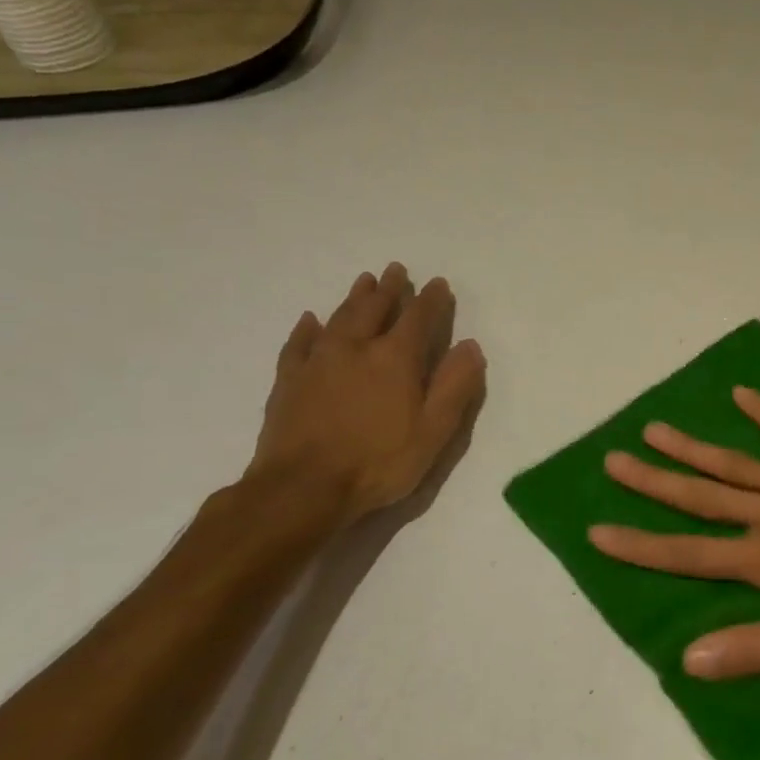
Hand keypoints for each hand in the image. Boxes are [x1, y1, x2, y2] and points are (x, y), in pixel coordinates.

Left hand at [247, 263, 485, 526]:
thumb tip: (470, 346)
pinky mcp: (289, 381)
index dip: (431, 299)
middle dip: (389, 289)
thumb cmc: (378, 462)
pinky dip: (308, 328)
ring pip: (339, 318)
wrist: (301, 489)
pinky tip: (311, 320)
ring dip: (354, 297)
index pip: (418, 318)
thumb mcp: (434, 431)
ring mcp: (318, 362)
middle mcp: (356, 349)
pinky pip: (299, 343)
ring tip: (364, 280)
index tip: (438, 283)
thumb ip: (455, 386)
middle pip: (375, 309)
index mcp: (395, 359)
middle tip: (396, 270)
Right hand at [589, 388, 759, 678]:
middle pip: (703, 497)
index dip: (641, 545)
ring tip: (655, 427)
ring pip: (737, 463)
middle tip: (613, 460)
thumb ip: (759, 647)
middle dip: (654, 481)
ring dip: (694, 447)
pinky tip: (742, 394)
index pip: (691, 554)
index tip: (599, 531)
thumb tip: (690, 658)